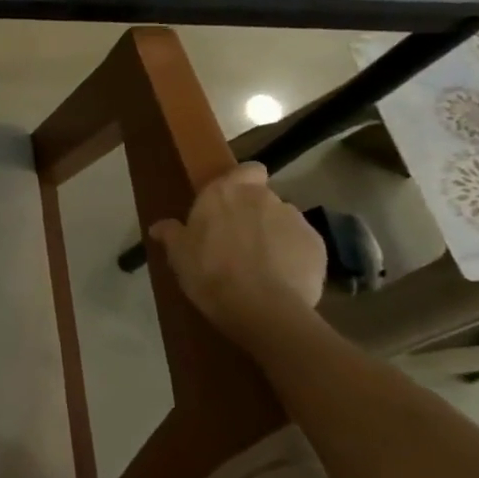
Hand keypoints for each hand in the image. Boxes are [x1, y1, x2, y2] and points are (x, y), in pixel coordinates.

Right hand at [147, 162, 325, 341]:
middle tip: (237, 241)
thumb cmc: (209, 272)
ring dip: (273, 235)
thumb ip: (171, 234)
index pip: (246, 170)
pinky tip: (280, 279)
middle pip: (263, 198)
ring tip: (261, 264)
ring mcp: (295, 220)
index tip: (230, 203)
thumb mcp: (178, 254)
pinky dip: (293, 256)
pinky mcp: (318, 246)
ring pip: (283, 222)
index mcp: (225, 192)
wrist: (261, 307)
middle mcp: (263, 198)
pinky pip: (302, 245)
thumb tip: (159, 226)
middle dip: (254, 214)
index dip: (243, 182)